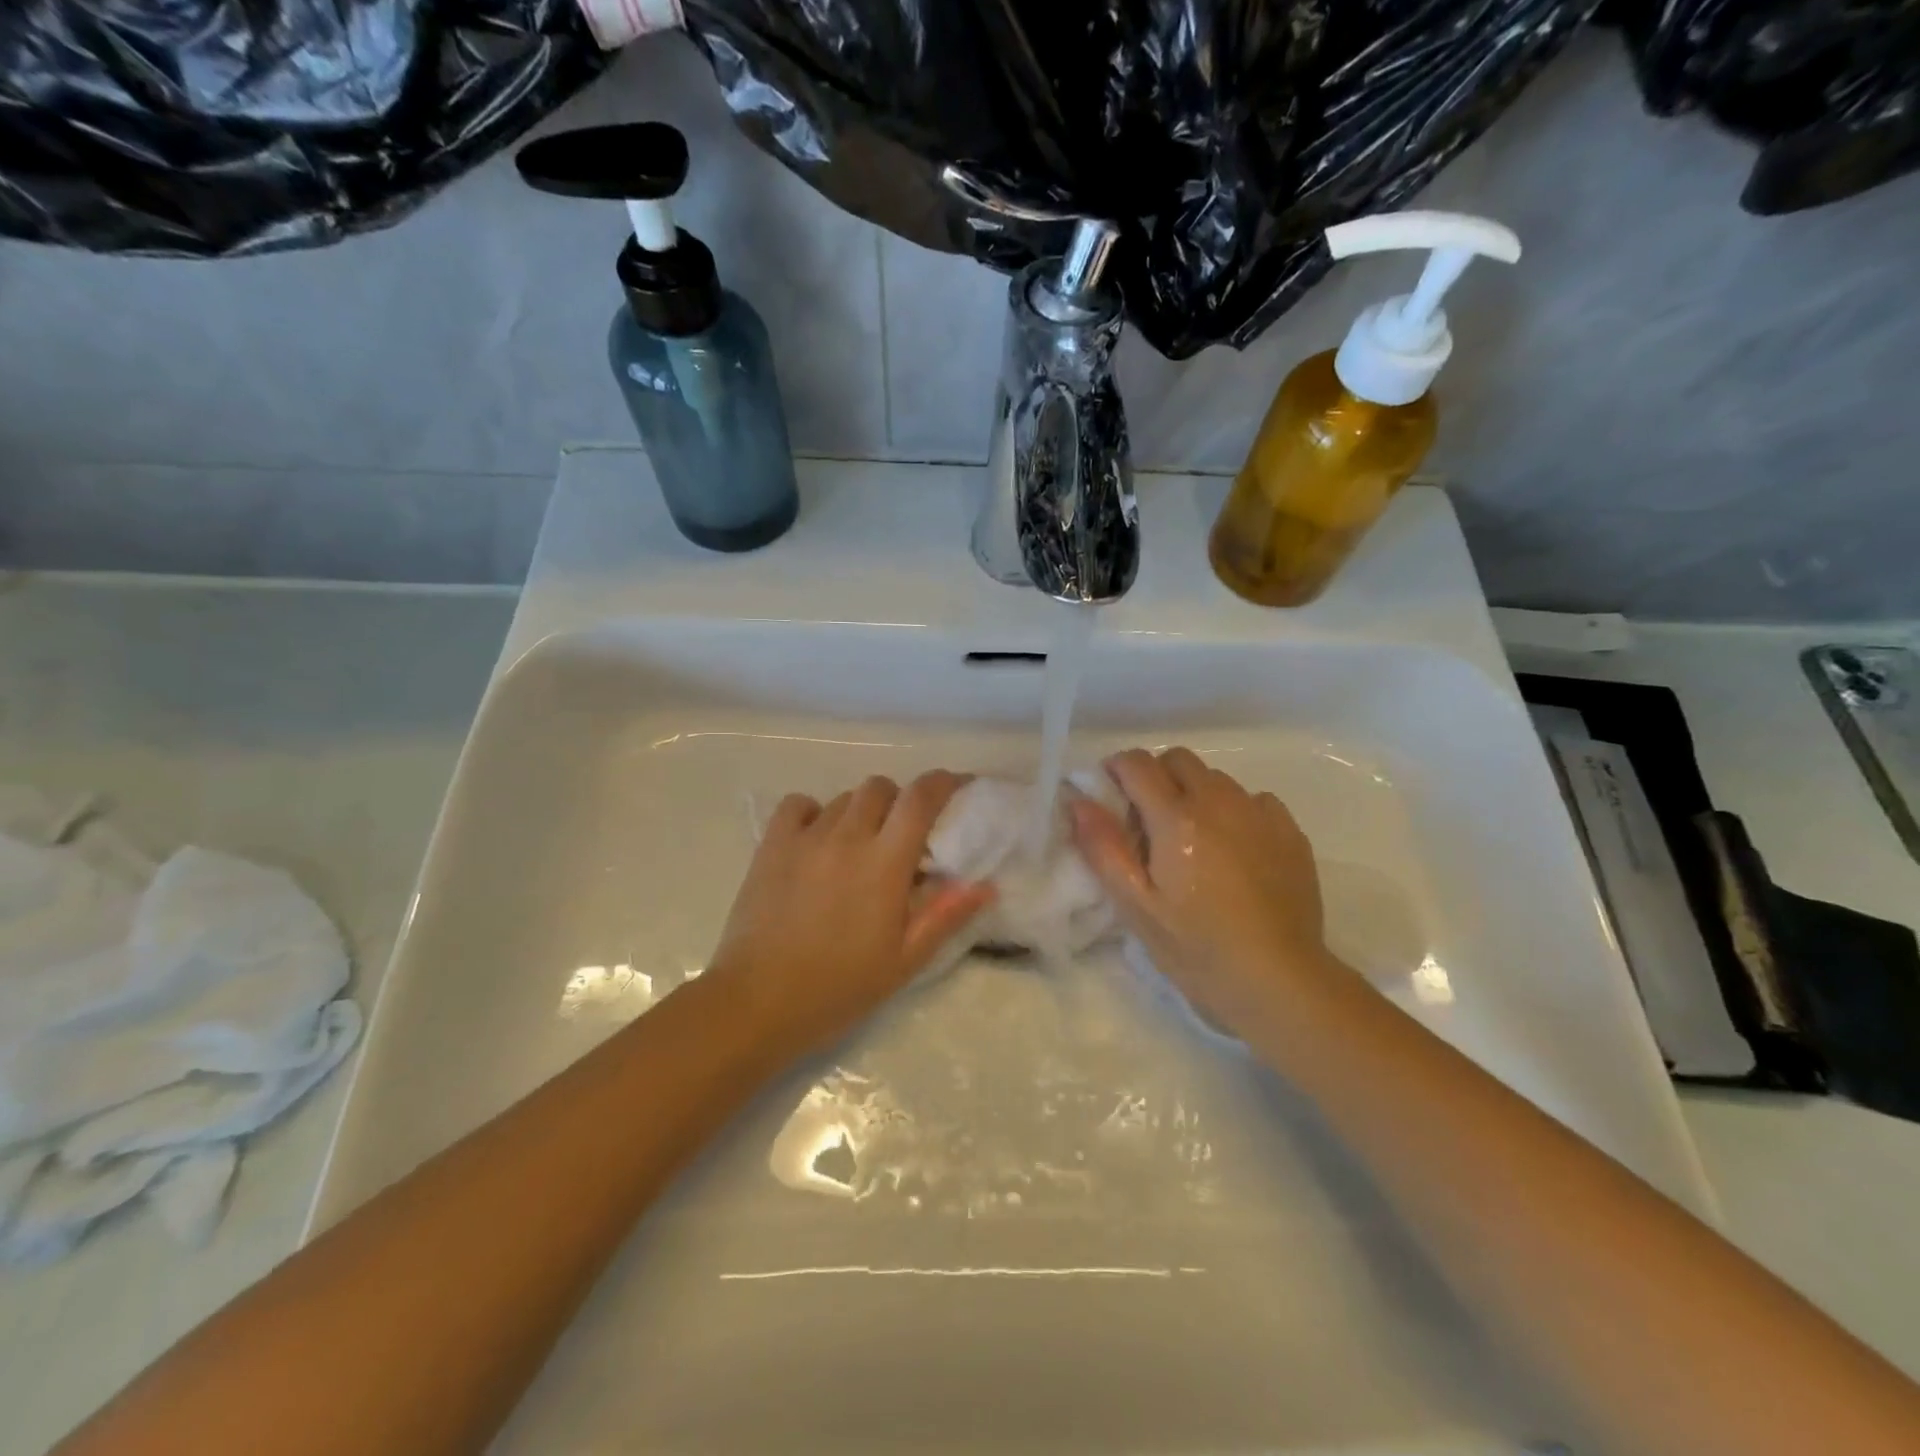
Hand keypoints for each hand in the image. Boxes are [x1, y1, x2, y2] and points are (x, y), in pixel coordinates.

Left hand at [706, 771, 995, 1057]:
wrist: (758, 1002)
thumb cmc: (839, 986)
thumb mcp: (904, 960)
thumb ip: (945, 916)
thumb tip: (986, 885)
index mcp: (885, 862)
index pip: (921, 799)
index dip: (943, 782)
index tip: (956, 786)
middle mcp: (847, 836)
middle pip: (881, 788)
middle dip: (900, 801)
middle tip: (902, 834)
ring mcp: (806, 837)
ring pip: (844, 798)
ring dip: (862, 812)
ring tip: (860, 846)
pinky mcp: (771, 845)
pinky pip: (799, 804)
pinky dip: (815, 812)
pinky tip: (817, 840)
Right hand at [1069, 747, 1348, 1035]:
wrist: (1279, 980)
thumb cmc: (1197, 948)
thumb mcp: (1136, 906)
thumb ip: (1103, 848)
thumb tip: (1079, 801)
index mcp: (1176, 818)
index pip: (1137, 763)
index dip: (1116, 770)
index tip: (1110, 795)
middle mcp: (1220, 801)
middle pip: (1178, 759)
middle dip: (1156, 776)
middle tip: (1149, 821)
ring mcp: (1260, 813)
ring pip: (1216, 778)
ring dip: (1195, 794)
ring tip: (1194, 841)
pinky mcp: (1290, 831)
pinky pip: (1253, 799)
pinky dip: (1234, 811)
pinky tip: (1235, 851)